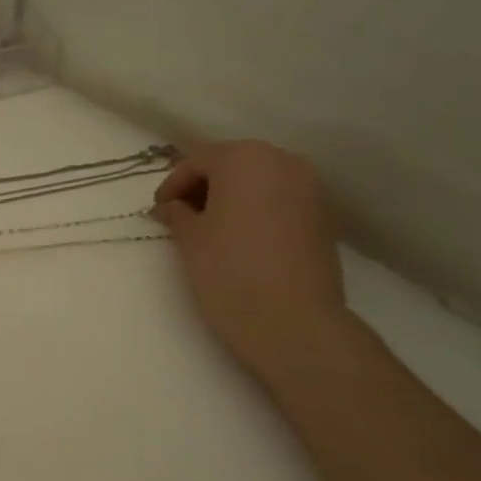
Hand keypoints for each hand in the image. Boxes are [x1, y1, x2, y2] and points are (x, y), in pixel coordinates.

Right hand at [153, 141, 347, 378]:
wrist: (293, 322)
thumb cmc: (229, 270)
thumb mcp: (189, 239)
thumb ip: (176, 213)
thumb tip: (171, 207)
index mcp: (245, 158)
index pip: (197, 161)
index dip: (172, 184)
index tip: (158, 211)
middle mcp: (283, 162)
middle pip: (231, 165)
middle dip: (203, 187)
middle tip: (180, 216)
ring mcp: (310, 189)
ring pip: (258, 182)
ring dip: (230, 199)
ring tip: (208, 230)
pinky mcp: (323, 218)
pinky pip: (279, 201)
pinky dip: (256, 211)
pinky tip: (240, 240)